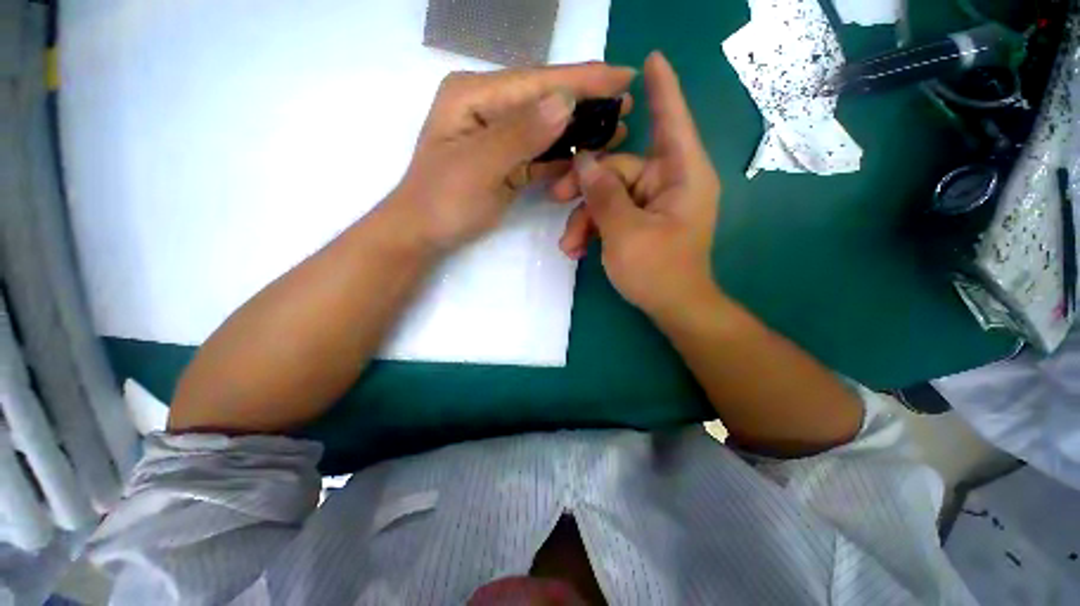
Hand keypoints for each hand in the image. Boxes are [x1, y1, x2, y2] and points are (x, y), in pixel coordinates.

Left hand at [392, 63, 636, 252]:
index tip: (624, 76)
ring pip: (546, 128)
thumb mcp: (479, 166)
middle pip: (545, 101)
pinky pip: (540, 154)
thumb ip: (519, 134)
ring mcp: (499, 136)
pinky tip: (585, 155)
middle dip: (585, 105)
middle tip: (625, 108)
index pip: (536, 82)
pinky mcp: (506, 161)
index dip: (582, 80)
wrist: (424, 233)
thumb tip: (564, 102)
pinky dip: (562, 156)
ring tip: (614, 132)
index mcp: (475, 96)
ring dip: (578, 132)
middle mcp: (489, 108)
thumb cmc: (444, 201)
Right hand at [550, 52, 720, 318]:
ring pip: (609, 195)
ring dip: (584, 218)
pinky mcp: (641, 222)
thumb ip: (603, 193)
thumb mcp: (624, 232)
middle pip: (620, 168)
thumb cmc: (658, 271)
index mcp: (682, 175)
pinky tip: (577, 249)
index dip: (662, 90)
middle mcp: (669, 183)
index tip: (650, 61)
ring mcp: (653, 205)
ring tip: (569, 245)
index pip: (672, 121)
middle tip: (556, 199)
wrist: (672, 309)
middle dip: (586, 188)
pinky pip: (612, 214)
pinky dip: (593, 229)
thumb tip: (584, 161)